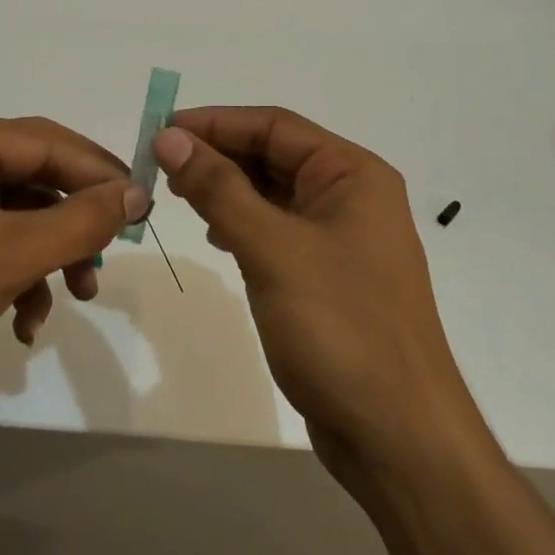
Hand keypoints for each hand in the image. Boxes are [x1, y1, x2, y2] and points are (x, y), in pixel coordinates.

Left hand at [0, 110, 146, 554]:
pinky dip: (15, 276)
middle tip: (105, 262)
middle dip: (71, 225)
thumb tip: (138, 193)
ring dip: (48, 257)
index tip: (144, 208)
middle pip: (31, 178)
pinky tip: (25, 321)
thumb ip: (77, 221)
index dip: (99, 173)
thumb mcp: (2, 260)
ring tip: (73, 297)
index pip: (44, 141)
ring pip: (15, 215)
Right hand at [151, 107, 476, 486]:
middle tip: (159, 166)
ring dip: (228, 190)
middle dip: (219, 156)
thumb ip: (219, 188)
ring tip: (178, 194)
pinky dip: (244, 226)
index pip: (275, 126)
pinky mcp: (328, 278)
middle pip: (275, 157)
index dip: (215, 123)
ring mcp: (343, 240)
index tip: (160, 131)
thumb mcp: (273, 248)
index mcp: (353, 175)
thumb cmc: (340, 327)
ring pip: (274, 196)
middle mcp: (353, 198)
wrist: (395, 431)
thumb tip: (171, 137)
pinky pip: (279, 233)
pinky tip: (216, 235)